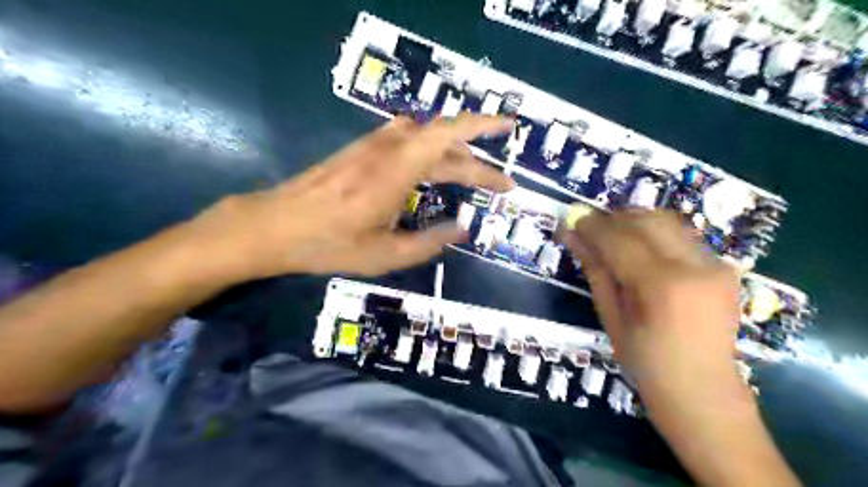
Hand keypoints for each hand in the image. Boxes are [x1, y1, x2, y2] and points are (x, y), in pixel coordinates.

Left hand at [184, 114, 514, 280]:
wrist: (275, 225)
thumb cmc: (330, 244)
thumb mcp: (386, 254)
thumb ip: (430, 241)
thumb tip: (463, 230)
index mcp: (399, 170)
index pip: (452, 140)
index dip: (485, 132)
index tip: (510, 140)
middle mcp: (390, 148)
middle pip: (446, 141)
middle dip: (479, 159)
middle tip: (501, 184)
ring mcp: (374, 145)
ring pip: (427, 138)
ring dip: (455, 154)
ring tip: (472, 176)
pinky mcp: (362, 150)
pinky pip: (407, 140)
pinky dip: (431, 151)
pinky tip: (434, 167)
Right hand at [563, 210, 745, 407]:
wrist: (702, 389)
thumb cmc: (645, 361)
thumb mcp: (611, 316)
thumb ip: (595, 270)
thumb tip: (573, 236)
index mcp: (661, 286)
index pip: (620, 239)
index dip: (593, 226)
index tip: (574, 222)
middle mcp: (694, 267)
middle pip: (648, 220)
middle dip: (615, 217)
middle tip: (593, 228)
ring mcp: (715, 266)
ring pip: (670, 222)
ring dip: (637, 221)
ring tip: (616, 235)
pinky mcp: (725, 268)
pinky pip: (684, 237)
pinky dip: (657, 235)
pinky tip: (644, 251)